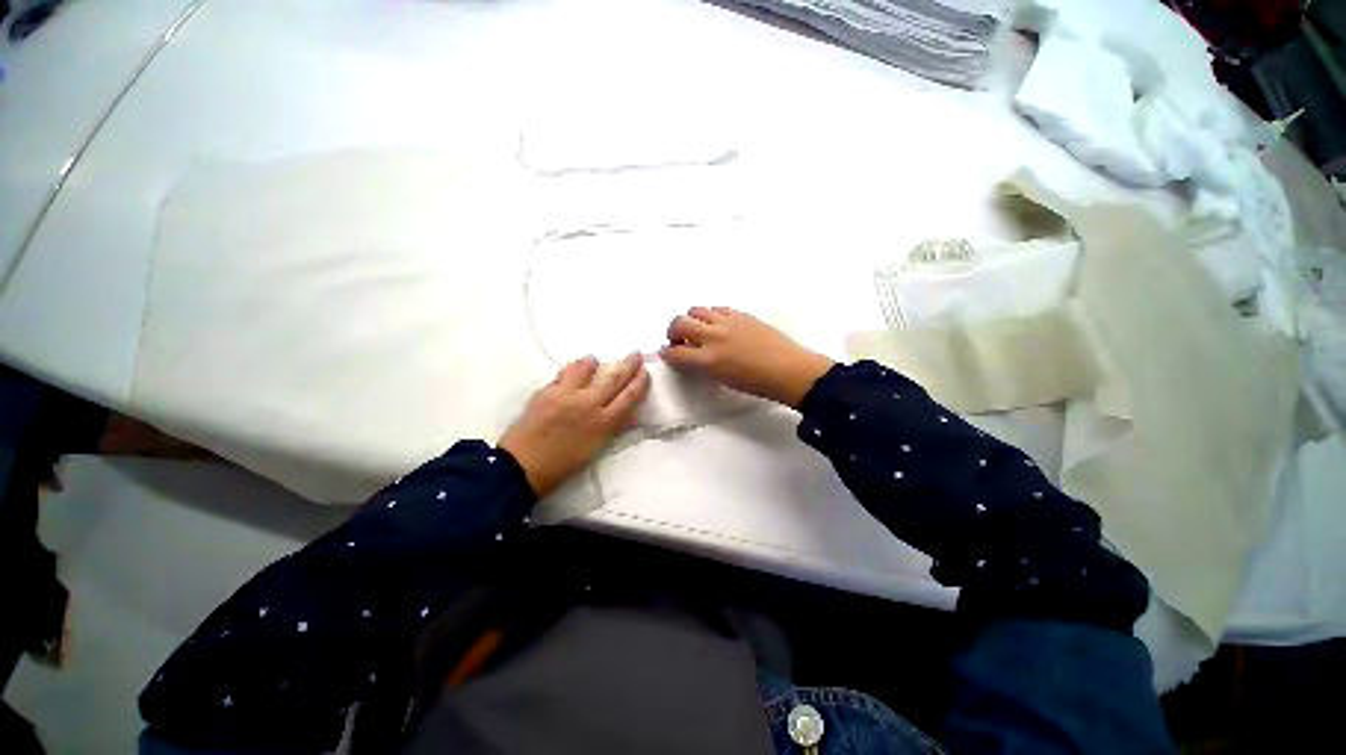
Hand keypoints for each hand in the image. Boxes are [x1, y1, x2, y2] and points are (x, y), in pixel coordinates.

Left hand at [498, 353, 649, 497]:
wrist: (523, 467)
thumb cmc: (563, 464)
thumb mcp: (596, 448)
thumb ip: (610, 427)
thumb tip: (624, 412)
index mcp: (604, 422)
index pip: (629, 396)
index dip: (640, 382)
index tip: (645, 372)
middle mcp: (589, 404)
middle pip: (614, 378)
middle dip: (628, 364)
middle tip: (635, 354)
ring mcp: (567, 395)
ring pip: (586, 369)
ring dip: (593, 362)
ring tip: (593, 360)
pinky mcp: (547, 391)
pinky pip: (563, 374)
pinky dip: (570, 370)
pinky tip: (571, 371)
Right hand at [660, 307, 833, 408]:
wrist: (788, 370)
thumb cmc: (756, 383)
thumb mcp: (722, 379)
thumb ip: (703, 366)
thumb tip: (692, 357)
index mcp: (708, 360)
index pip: (675, 353)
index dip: (667, 354)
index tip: (668, 354)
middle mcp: (713, 337)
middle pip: (679, 323)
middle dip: (673, 331)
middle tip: (679, 339)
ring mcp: (727, 322)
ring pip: (696, 310)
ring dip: (691, 319)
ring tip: (699, 329)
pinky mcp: (740, 314)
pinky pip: (717, 308)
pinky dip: (711, 315)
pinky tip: (718, 324)